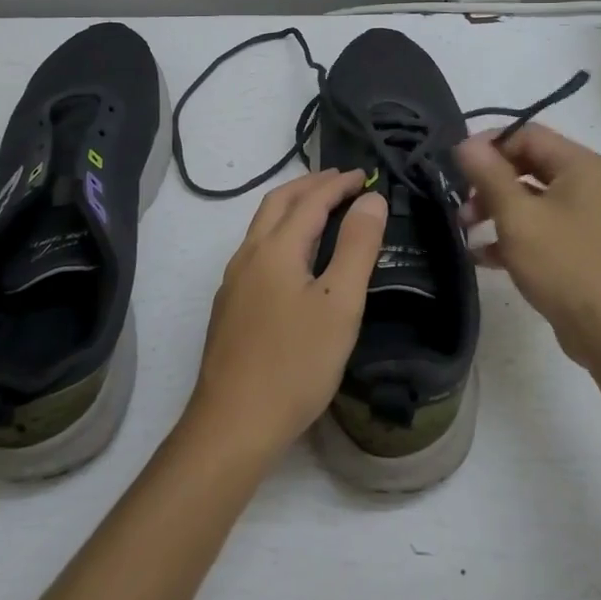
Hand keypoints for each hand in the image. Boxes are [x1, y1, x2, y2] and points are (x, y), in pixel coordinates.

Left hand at [184, 171, 386, 465]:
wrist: (233, 424)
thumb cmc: (295, 363)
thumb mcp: (340, 304)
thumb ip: (357, 247)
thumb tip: (370, 199)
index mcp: (276, 248)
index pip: (311, 200)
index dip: (339, 184)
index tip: (365, 175)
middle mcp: (248, 255)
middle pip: (278, 202)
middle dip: (310, 185)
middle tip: (342, 181)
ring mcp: (234, 281)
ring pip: (262, 226)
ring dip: (292, 207)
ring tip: (321, 210)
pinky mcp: (230, 305)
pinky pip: (257, 249)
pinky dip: (281, 233)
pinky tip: (294, 258)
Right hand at [455, 124, 600, 369]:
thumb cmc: (566, 265)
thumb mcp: (518, 217)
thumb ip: (489, 175)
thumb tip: (465, 142)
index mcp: (581, 165)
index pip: (527, 134)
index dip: (489, 145)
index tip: (457, 166)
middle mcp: (589, 184)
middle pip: (529, 166)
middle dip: (490, 182)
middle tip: (460, 204)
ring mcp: (589, 218)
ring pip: (533, 200)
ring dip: (496, 210)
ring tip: (465, 231)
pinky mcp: (584, 249)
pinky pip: (543, 229)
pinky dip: (514, 236)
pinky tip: (484, 256)